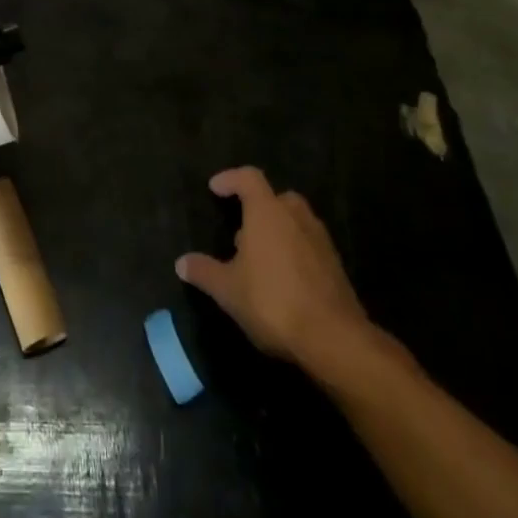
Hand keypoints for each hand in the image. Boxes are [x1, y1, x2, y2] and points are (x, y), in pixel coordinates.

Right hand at [175, 167, 378, 383]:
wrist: (334, 339)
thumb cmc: (272, 301)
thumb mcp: (227, 289)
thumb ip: (204, 271)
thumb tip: (181, 263)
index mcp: (267, 213)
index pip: (249, 178)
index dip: (230, 179)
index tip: (215, 189)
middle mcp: (296, 218)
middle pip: (277, 197)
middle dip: (258, 207)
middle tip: (241, 228)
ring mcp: (320, 241)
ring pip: (296, 222)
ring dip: (277, 230)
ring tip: (258, 256)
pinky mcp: (336, 266)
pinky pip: (309, 245)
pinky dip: (293, 251)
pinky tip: (281, 279)